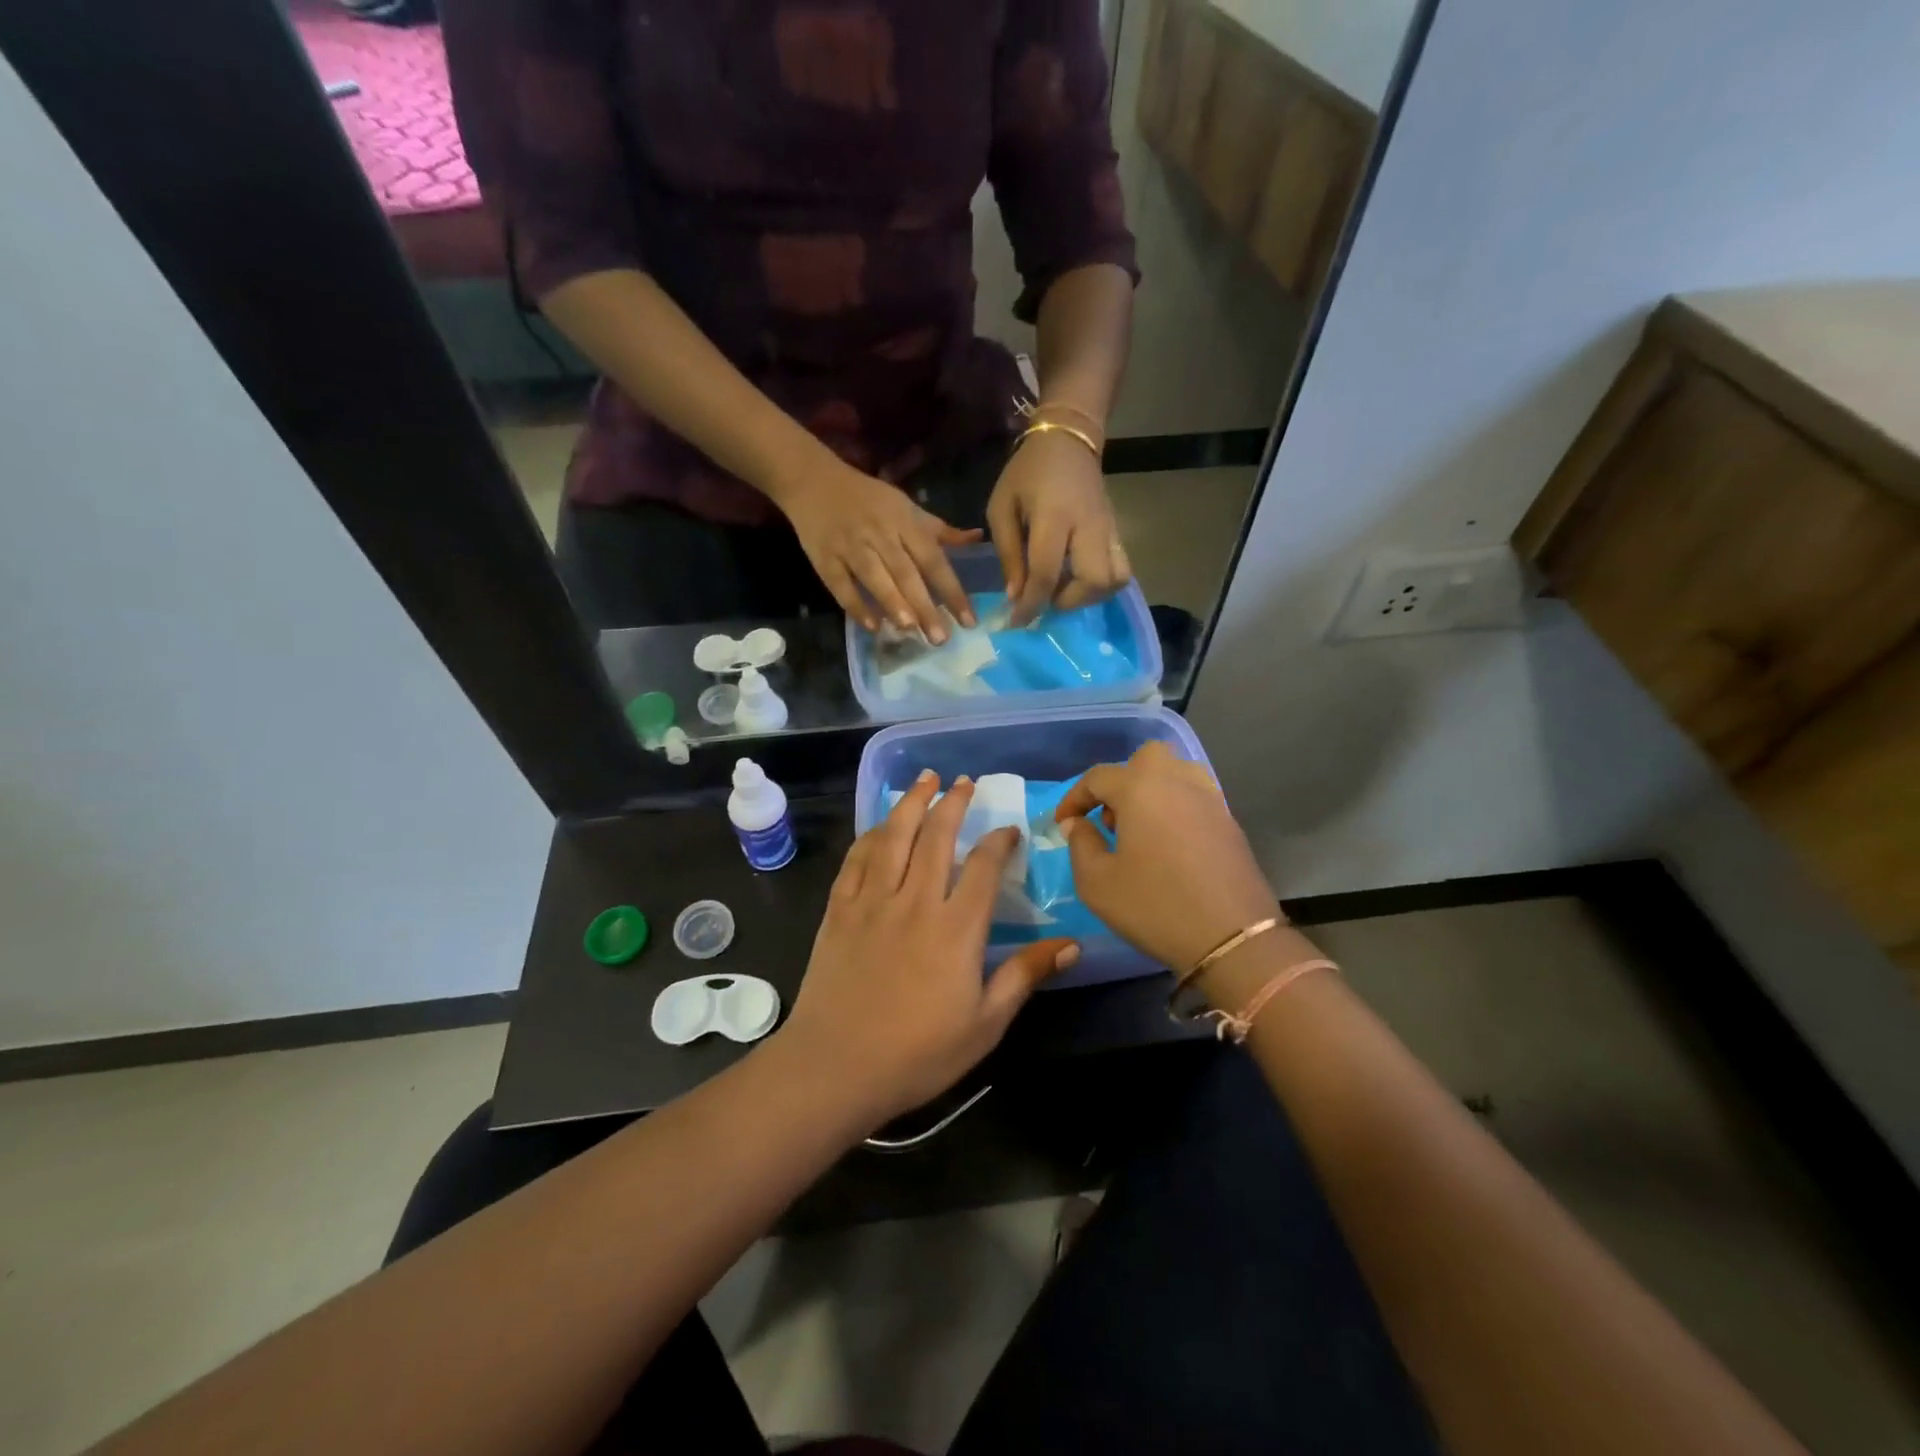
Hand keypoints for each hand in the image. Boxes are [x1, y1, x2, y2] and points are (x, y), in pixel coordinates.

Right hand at [778, 456, 980, 641]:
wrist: (813, 481)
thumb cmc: (868, 499)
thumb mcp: (907, 508)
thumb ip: (940, 530)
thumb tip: (978, 538)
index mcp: (904, 522)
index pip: (933, 560)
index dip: (952, 590)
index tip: (968, 621)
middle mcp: (880, 534)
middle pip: (905, 572)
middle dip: (924, 605)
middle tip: (940, 638)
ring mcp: (850, 546)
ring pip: (874, 577)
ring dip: (892, 603)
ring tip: (910, 630)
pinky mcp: (824, 558)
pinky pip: (840, 585)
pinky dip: (855, 605)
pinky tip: (872, 626)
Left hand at [778, 772, 1079, 1125]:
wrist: (835, 1068)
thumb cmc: (918, 1054)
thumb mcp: (985, 1025)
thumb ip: (1025, 977)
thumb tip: (1072, 945)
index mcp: (956, 928)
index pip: (984, 867)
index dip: (999, 842)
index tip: (1008, 831)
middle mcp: (916, 901)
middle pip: (937, 836)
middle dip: (954, 803)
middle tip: (964, 782)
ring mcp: (873, 901)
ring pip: (895, 836)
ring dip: (912, 802)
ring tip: (925, 779)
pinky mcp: (840, 910)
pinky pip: (857, 859)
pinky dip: (872, 835)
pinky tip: (880, 825)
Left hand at [988, 429, 1130, 624]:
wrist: (1068, 440)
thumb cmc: (1027, 473)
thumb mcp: (1001, 507)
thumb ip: (1008, 553)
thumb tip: (1016, 596)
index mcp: (1054, 518)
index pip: (1046, 573)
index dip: (1031, 605)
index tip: (1016, 623)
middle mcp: (1088, 527)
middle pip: (1094, 581)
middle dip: (1068, 601)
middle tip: (1046, 596)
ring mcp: (1109, 530)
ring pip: (1115, 580)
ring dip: (1088, 596)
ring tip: (1064, 589)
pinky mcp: (1118, 532)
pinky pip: (1120, 570)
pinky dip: (1101, 585)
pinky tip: (1077, 578)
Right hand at [1054, 742, 1280, 973]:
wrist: (1232, 939)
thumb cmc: (1154, 906)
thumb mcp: (1097, 882)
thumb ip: (1080, 843)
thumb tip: (1076, 823)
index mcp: (1141, 788)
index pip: (1097, 778)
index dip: (1074, 798)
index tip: (1062, 824)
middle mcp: (1178, 781)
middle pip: (1144, 760)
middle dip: (1121, 782)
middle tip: (1110, 820)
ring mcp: (1210, 800)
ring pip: (1175, 774)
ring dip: (1151, 791)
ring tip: (1139, 830)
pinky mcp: (1230, 823)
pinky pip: (1194, 799)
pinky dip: (1175, 809)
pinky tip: (1168, 845)